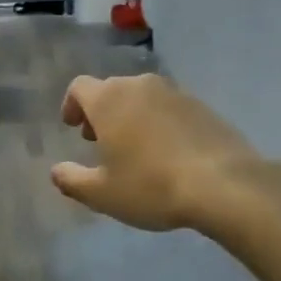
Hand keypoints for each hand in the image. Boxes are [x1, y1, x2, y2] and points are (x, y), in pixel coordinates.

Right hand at [50, 73, 264, 232]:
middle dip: (101, 112)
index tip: (73, 127)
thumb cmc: (151, 186)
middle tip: (101, 141)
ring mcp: (174, 92)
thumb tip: (56, 171)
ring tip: (135, 148)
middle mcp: (139, 86)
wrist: (224, 184)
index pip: (79, 87)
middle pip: (111, 90)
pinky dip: (159, 122)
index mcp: (109, 100)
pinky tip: (167, 152)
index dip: (72, 105)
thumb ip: (72, 180)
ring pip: (142, 97)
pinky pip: (169, 107)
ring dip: (131, 116)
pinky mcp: (201, 105)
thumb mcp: (102, 194)